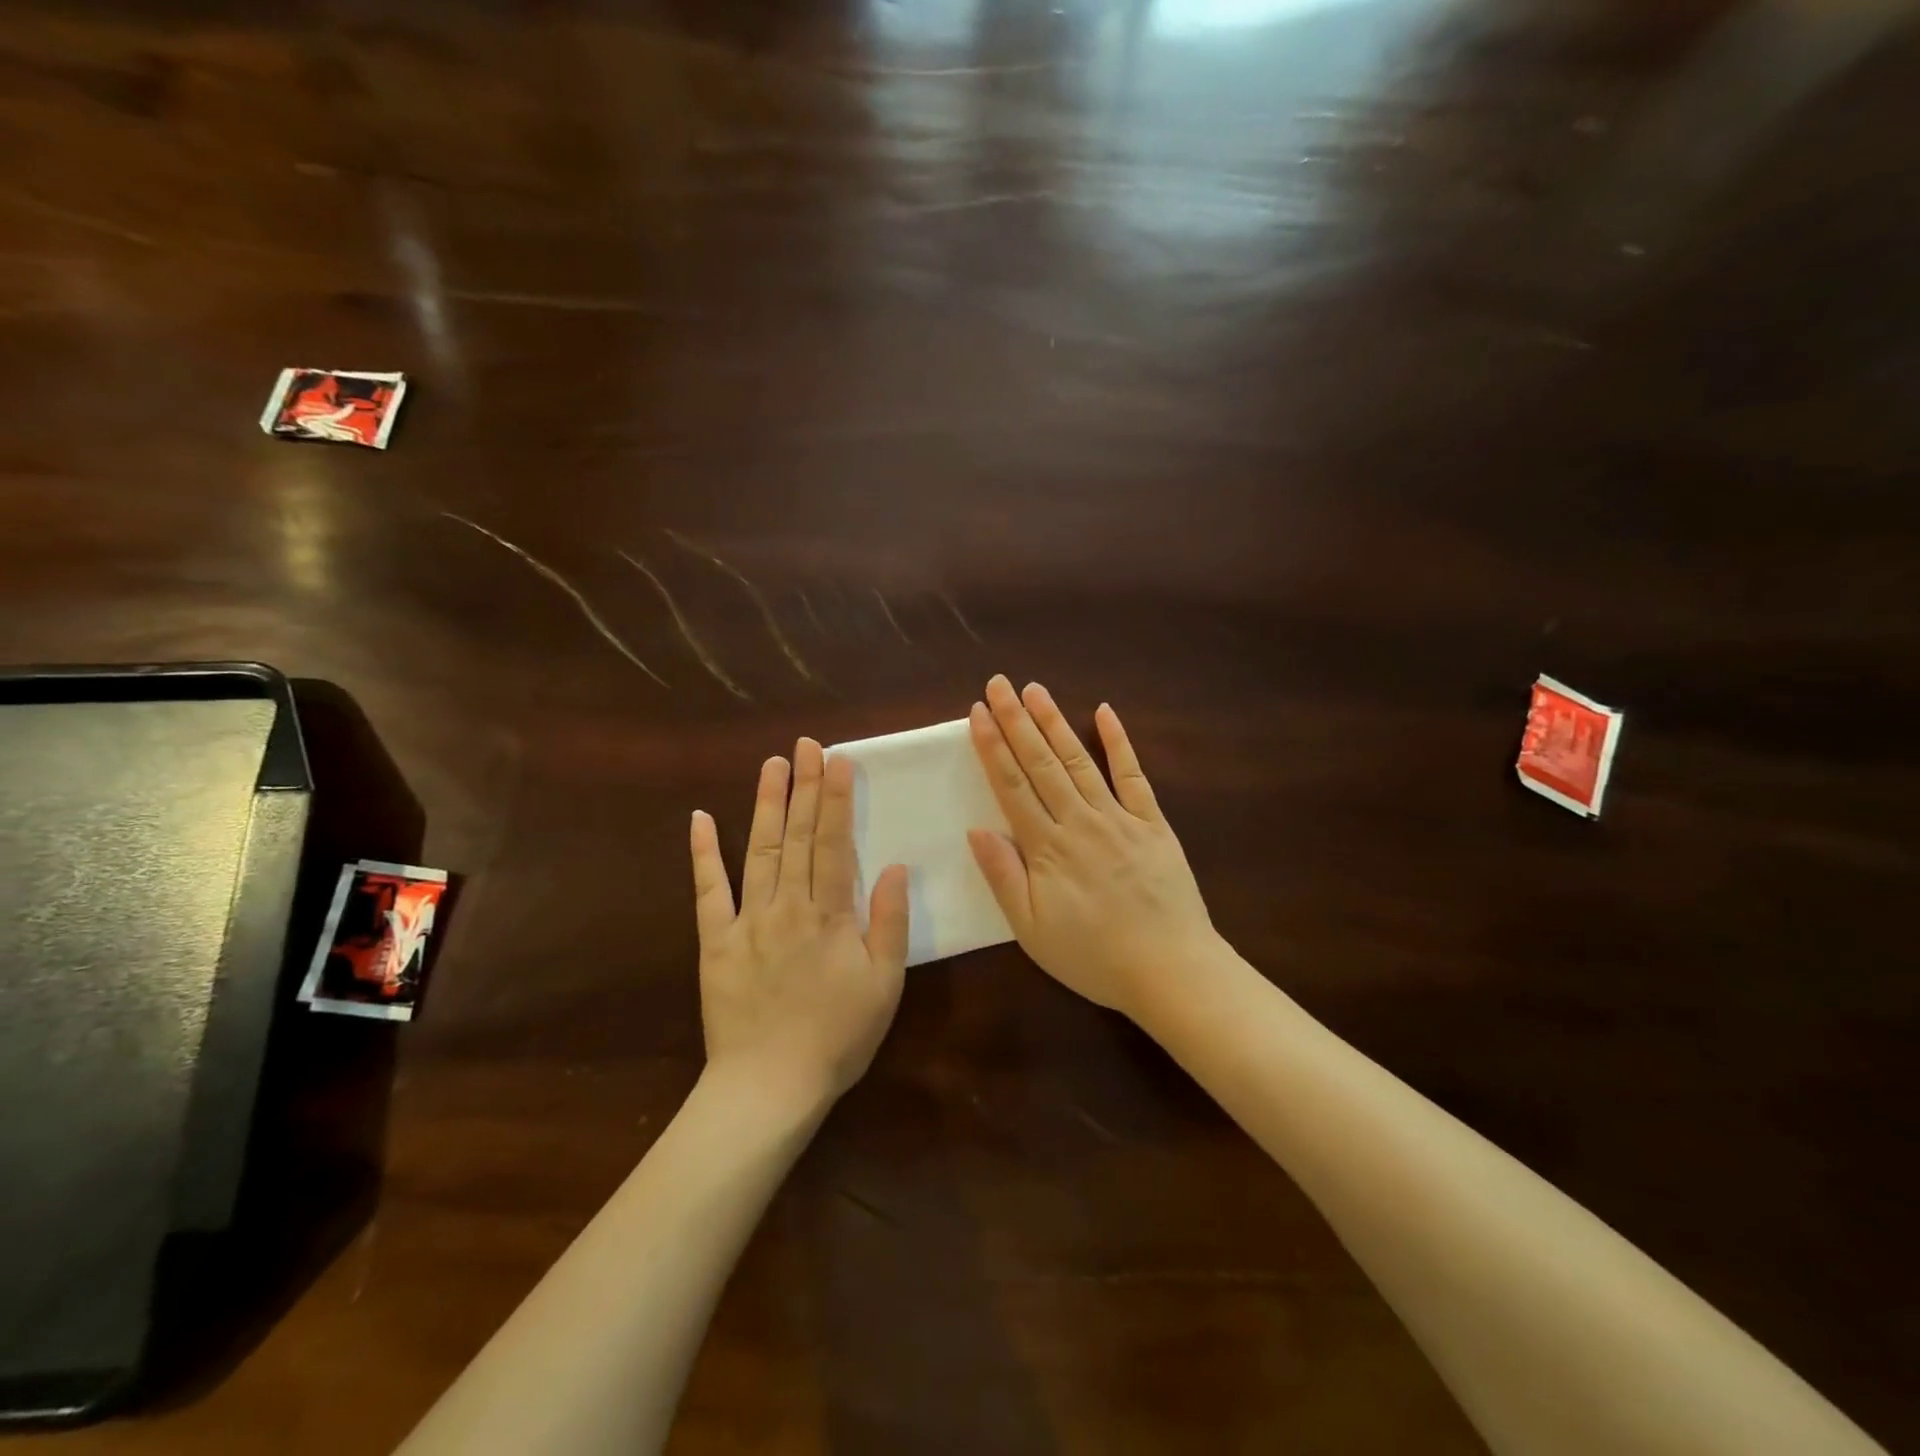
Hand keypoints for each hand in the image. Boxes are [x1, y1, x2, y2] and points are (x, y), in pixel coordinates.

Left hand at [690, 738, 910, 1108]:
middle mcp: (787, 906)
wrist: (770, 1086)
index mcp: (830, 914)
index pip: (835, 842)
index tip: (836, 759)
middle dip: (803, 786)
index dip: (836, 798)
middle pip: (798, 836)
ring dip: (765, 805)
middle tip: (805, 744)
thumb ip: (890, 922)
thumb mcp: (885, 984)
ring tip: (770, 765)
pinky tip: (700, 819)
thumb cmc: (838, 1036)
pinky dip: (703, 854)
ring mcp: (747, 920)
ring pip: (759, 852)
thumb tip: (896, 867)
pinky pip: (708, 892)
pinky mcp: (715, 942)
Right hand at [967, 675, 1221, 1020]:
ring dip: (1055, 722)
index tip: (977, 712)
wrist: (1170, 970)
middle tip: (999, 683)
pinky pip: (1134, 776)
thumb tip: (976, 829)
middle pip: (1041, 763)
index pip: (1012, 785)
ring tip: (1035, 690)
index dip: (992, 747)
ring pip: (1080, 760)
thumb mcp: (1032, 930)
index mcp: (1047, 848)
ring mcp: (1119, 817)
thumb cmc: (1093, 956)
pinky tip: (1105, 712)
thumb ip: (1004, 876)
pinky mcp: (1153, 823)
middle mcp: (1080, 821)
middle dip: (1017, 720)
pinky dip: (1120, 742)